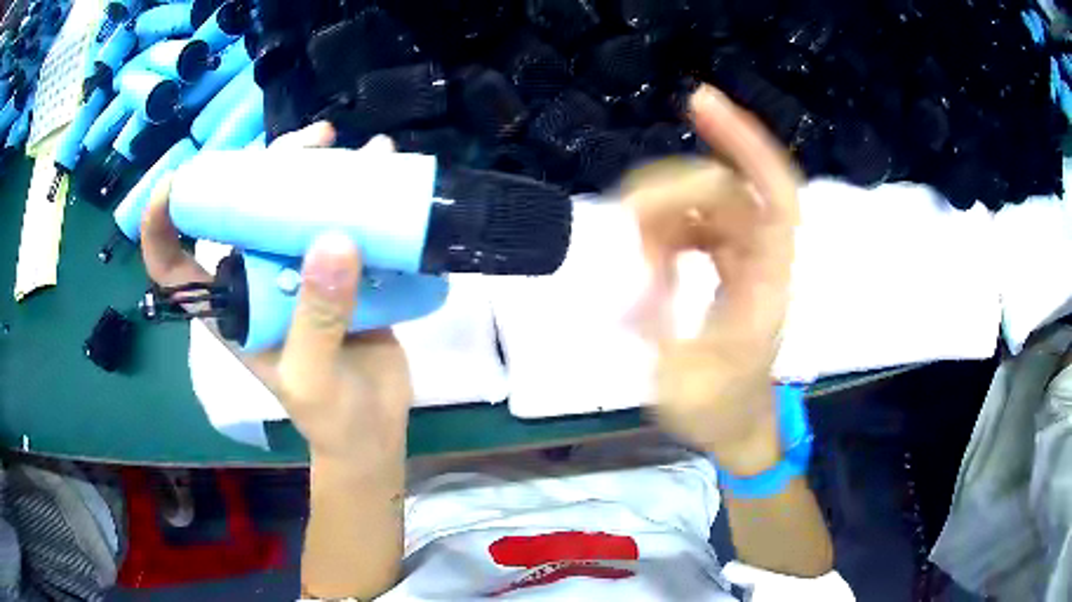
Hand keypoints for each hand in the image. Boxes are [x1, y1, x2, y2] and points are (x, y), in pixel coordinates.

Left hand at [140, 123, 412, 465]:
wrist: (373, 431)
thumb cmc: (329, 416)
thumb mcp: (312, 379)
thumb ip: (316, 319)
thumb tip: (334, 240)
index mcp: (229, 306)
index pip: (174, 265)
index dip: (162, 224)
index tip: (174, 182)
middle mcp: (256, 278)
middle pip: (242, 208)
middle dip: (266, 165)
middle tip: (316, 142)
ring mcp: (297, 270)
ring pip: (293, 204)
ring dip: (319, 170)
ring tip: (354, 149)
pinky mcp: (336, 270)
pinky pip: (339, 219)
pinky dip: (359, 191)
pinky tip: (384, 169)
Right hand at [626, 85, 800, 474]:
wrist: (741, 426)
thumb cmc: (720, 412)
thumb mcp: (685, 385)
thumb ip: (659, 329)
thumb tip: (627, 283)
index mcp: (768, 284)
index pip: (773, 195)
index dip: (745, 143)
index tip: (699, 103)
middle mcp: (764, 258)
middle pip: (728, 189)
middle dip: (673, 187)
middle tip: (627, 216)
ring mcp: (748, 258)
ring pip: (710, 201)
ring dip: (665, 209)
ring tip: (632, 242)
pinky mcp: (731, 263)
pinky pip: (698, 222)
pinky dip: (666, 225)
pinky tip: (646, 250)